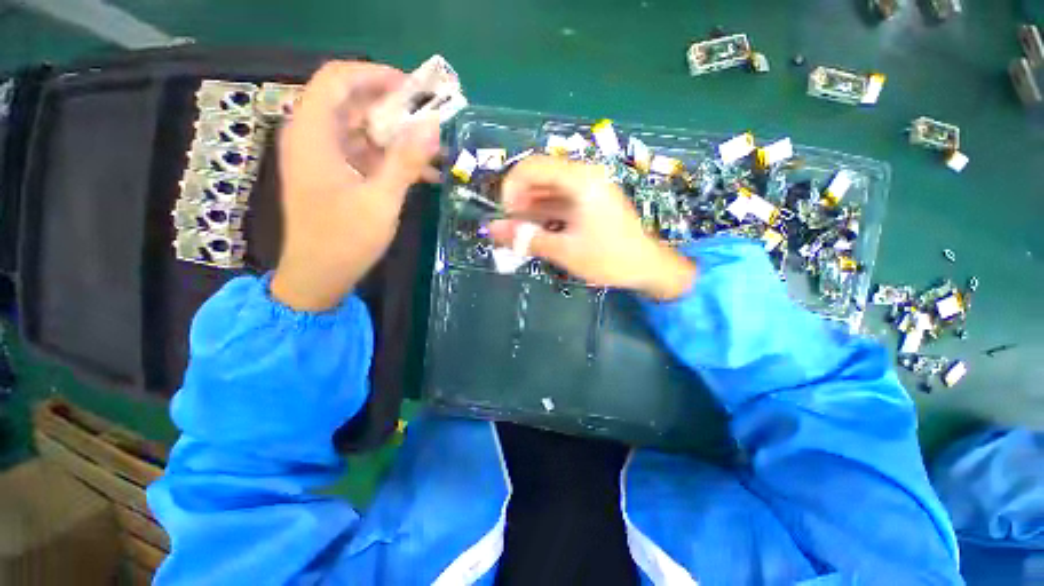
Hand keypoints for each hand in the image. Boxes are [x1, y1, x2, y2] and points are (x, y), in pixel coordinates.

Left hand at [271, 61, 439, 311]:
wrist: (319, 276)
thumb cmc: (344, 240)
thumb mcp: (380, 200)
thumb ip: (405, 161)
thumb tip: (432, 126)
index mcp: (313, 134)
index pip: (337, 79)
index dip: (375, 75)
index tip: (414, 89)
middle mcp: (314, 137)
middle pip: (352, 103)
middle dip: (394, 108)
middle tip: (431, 121)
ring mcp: (325, 157)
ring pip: (363, 130)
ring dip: (398, 137)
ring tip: (435, 151)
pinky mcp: (336, 175)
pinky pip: (366, 155)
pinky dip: (392, 159)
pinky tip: (424, 174)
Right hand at [488, 156, 695, 300]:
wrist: (646, 267)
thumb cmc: (608, 258)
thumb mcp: (564, 251)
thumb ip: (526, 238)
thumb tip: (492, 229)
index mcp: (579, 180)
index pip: (531, 166)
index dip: (511, 188)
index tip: (506, 215)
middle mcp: (583, 176)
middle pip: (538, 176)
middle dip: (519, 200)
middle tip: (513, 228)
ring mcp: (587, 188)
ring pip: (547, 189)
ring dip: (530, 208)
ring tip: (522, 233)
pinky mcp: (588, 200)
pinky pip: (558, 199)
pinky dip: (544, 213)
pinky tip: (537, 231)